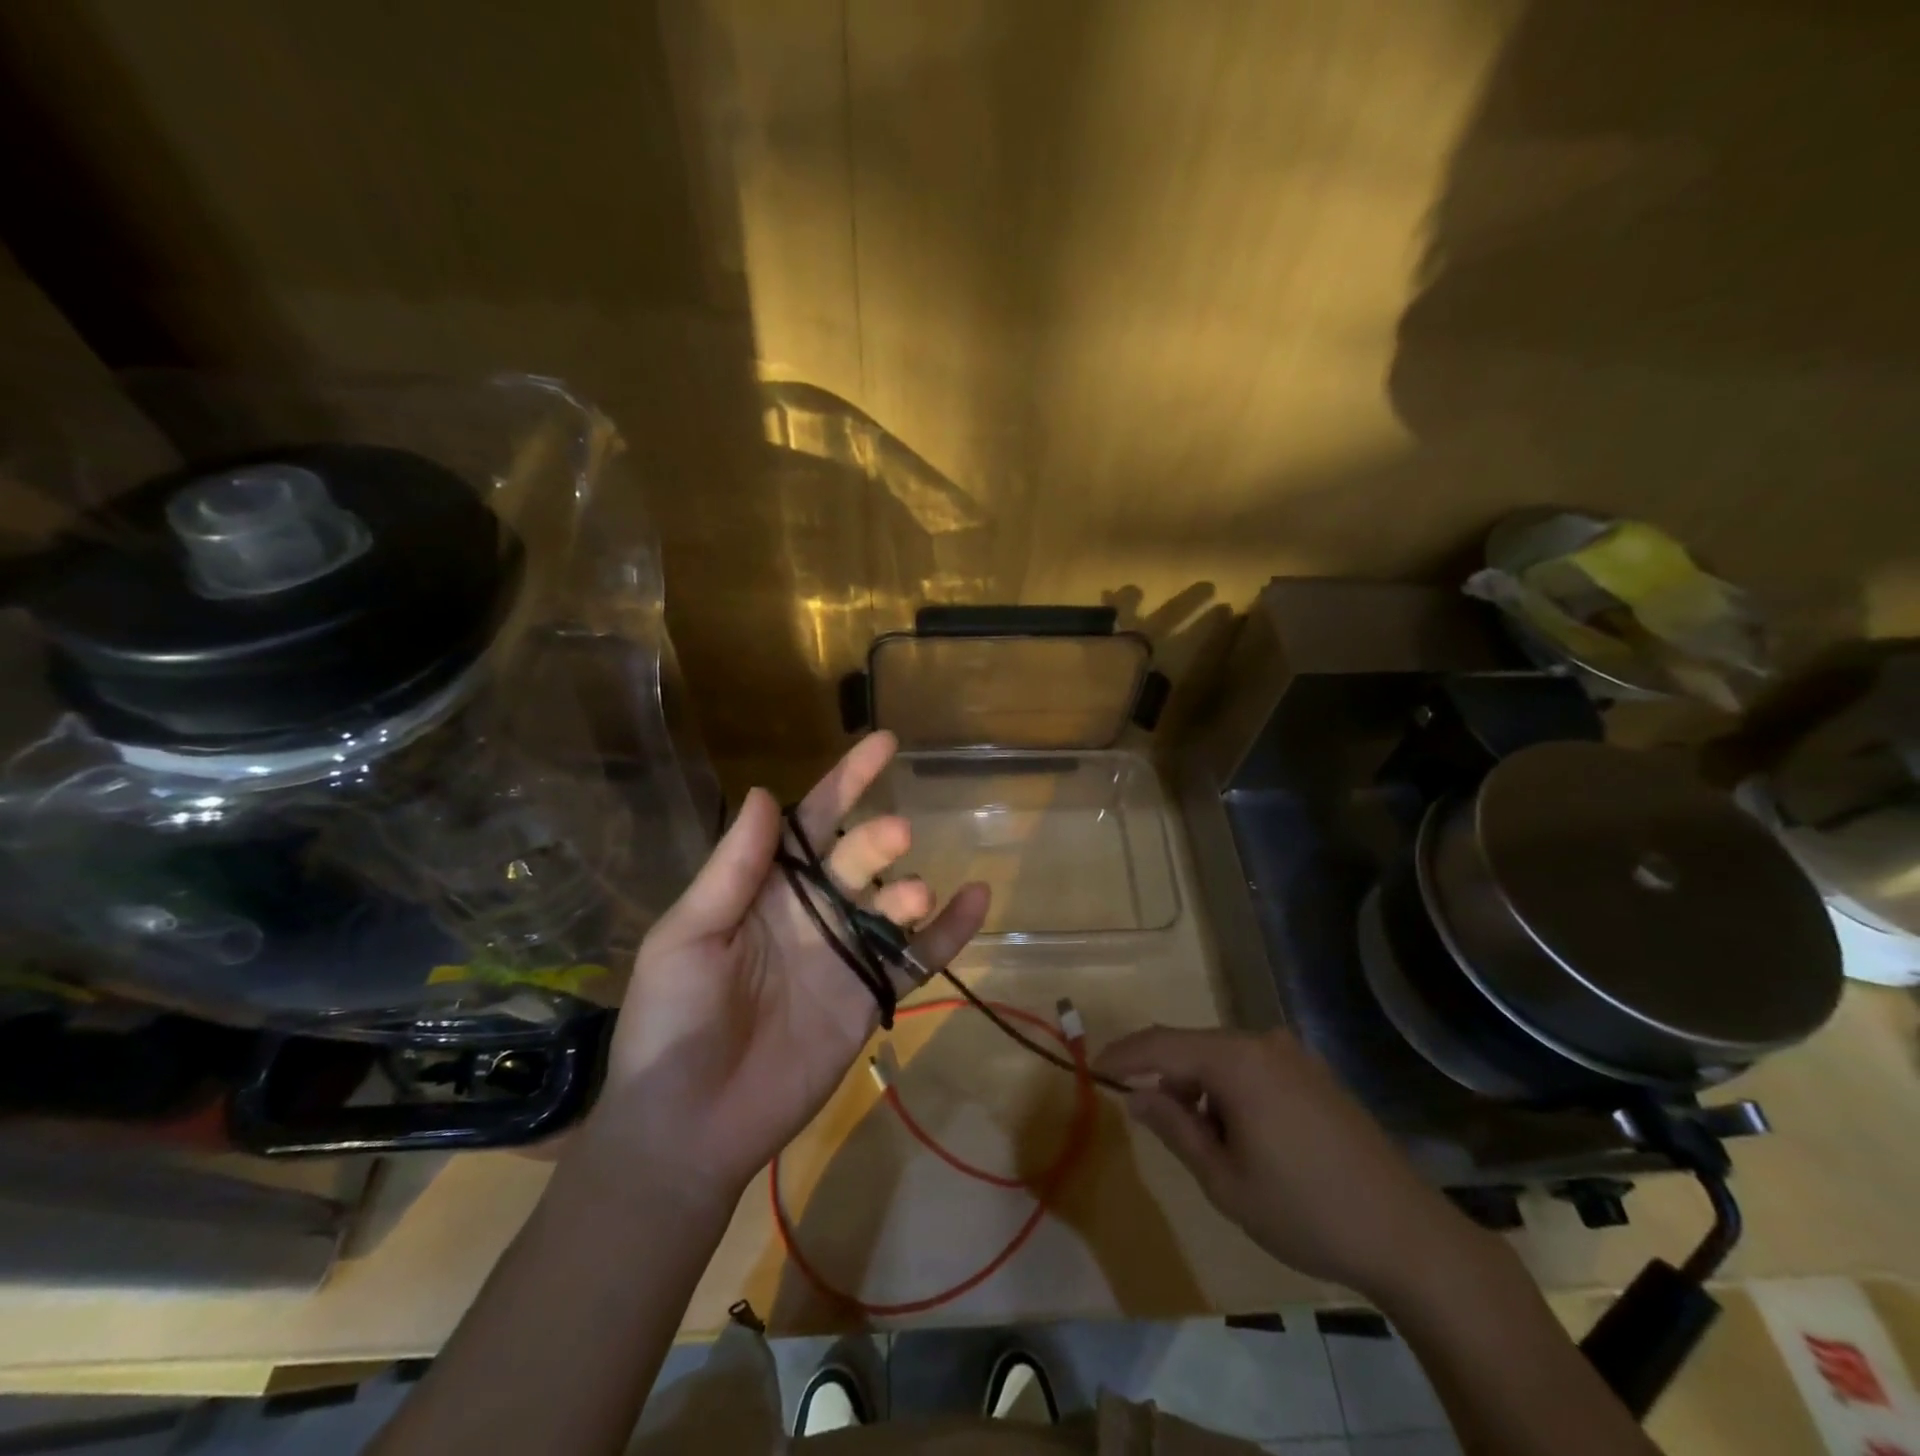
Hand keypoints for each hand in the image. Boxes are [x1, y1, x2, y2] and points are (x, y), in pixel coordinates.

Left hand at [583, 732, 988, 1209]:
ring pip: (892, 905)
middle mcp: (811, 912)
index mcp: (765, 890)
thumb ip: (732, 869)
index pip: (812, 823)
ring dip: (909, 889)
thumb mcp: (688, 935)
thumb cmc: (672, 1022)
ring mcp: (844, 954)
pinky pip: (918, 958)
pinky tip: (978, 900)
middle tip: (891, 837)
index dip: (845, 782)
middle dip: (876, 839)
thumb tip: (764, 792)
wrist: (688, 1125)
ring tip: (907, 897)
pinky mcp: (869, 997)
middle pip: (857, 858)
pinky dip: (951, 931)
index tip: (883, 744)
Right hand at [1095, 1026, 1488, 1300]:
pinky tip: (1238, 1132)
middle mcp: (1263, 1042)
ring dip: (1198, 1086)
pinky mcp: (1314, 1073)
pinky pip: (1252, 1066)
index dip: (1123, 1054)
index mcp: (1236, 1061)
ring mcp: (1293, 1055)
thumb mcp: (1224, 1180)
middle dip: (1162, 1076)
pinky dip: (1229, 1089)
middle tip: (1144, 1115)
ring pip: (1223, 1057)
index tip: (1093, 1068)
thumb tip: (1137, 1095)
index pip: (1161, 1045)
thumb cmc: (1304, 1211)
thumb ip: (1174, 1128)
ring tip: (1199, 1139)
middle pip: (1193, 1047)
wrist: (1407, 1235)